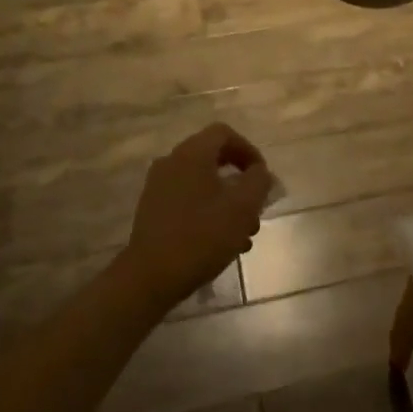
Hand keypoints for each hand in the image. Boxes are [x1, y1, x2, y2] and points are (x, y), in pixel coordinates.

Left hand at [118, 124, 272, 313]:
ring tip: (244, 234)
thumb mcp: (243, 206)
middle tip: (256, 209)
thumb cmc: (202, 235)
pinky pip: (188, 200)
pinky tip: (222, 243)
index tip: (262, 177)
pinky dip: (209, 213)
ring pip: (203, 184)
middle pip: (214, 160)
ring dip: (228, 202)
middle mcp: (171, 163)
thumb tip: (259, 172)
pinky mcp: (153, 211)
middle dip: (241, 183)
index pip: (224, 134)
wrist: (150, 277)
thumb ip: (259, 181)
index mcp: (191, 154)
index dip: (249, 151)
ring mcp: (159, 187)